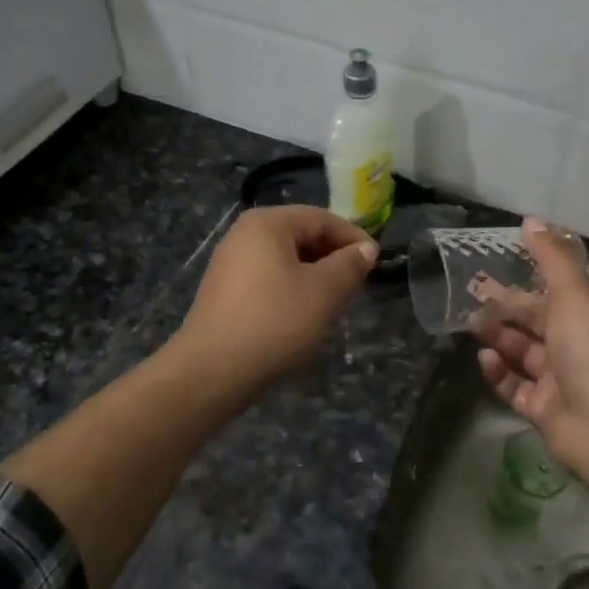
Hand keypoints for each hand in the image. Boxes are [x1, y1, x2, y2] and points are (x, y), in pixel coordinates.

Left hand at [172, 205, 378, 391]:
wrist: (212, 370)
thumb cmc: (274, 320)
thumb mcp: (323, 291)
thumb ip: (349, 265)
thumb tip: (366, 249)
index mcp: (267, 223)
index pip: (321, 218)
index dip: (353, 238)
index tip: (377, 262)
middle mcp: (244, 234)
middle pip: (301, 235)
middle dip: (333, 257)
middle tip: (358, 283)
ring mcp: (230, 263)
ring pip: (285, 259)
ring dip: (315, 275)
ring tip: (336, 300)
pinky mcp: (225, 291)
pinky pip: (268, 278)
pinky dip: (292, 288)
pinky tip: (304, 314)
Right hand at [472, 218, 588, 480]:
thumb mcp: (574, 293)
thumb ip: (551, 257)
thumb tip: (531, 220)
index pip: (560, 288)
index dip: (530, 275)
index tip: (497, 262)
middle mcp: (582, 342)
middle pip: (537, 318)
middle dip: (506, 306)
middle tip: (470, 292)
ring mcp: (563, 378)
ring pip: (524, 350)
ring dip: (499, 336)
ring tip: (471, 324)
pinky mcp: (545, 408)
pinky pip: (515, 385)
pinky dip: (499, 371)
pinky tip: (484, 358)